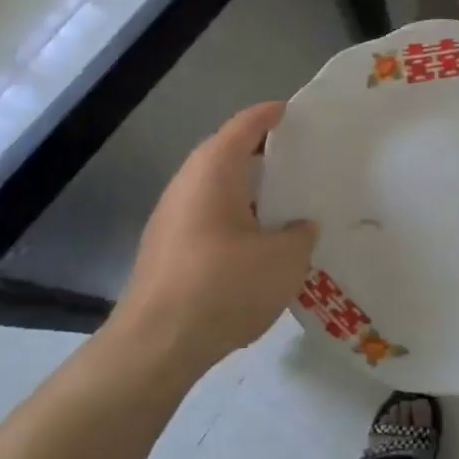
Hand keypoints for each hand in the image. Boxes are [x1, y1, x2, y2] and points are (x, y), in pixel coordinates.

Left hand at [103, 102, 317, 382]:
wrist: (155, 346)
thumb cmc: (223, 286)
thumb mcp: (283, 259)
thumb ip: (301, 234)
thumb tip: (301, 226)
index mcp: (214, 171)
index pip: (245, 126)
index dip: (271, 115)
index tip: (296, 112)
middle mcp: (188, 185)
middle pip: (229, 156)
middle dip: (265, 155)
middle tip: (303, 160)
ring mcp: (172, 219)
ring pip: (219, 190)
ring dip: (251, 192)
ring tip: (289, 202)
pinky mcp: (168, 251)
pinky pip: (210, 219)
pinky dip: (237, 220)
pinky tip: (261, 245)